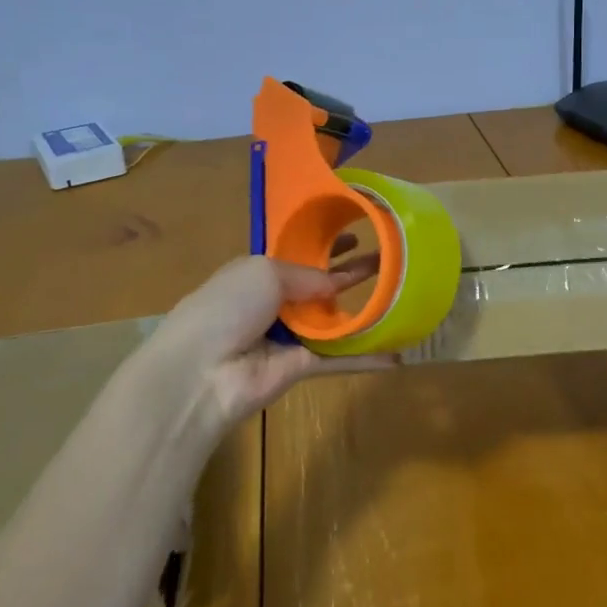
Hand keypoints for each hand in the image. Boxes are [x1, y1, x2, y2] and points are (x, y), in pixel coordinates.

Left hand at [153, 241, 395, 430]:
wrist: (201, 371)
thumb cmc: (227, 306)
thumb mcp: (265, 272)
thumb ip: (306, 274)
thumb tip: (335, 284)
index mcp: (260, 273)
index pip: (300, 256)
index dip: (328, 245)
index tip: (358, 235)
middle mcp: (276, 302)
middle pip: (323, 287)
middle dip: (355, 274)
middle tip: (393, 261)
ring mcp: (290, 336)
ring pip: (336, 321)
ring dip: (368, 311)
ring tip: (405, 295)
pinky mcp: (303, 367)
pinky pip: (340, 358)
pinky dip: (367, 358)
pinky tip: (398, 353)